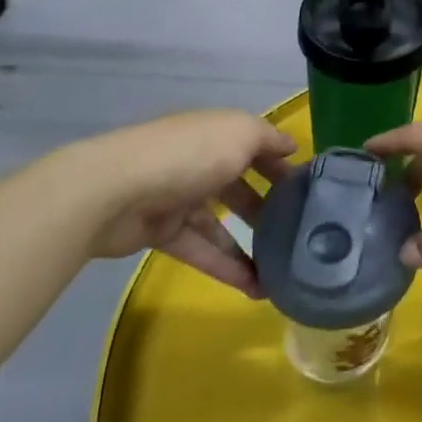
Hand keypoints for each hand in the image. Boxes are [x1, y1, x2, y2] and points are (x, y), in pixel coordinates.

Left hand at [61, 110, 294, 295]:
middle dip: (267, 207)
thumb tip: (290, 146)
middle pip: (238, 185)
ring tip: (281, 271)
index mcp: (216, 133)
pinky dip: (227, 267)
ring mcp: (178, 198)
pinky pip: (202, 250)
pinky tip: (256, 288)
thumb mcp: (239, 133)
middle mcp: (198, 162)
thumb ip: (268, 139)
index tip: (306, 188)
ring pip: (221, 223)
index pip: (254, 146)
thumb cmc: (188, 155)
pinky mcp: (162, 232)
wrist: (115, 191)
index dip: (280, 164)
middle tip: (296, 232)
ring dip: (250, 246)